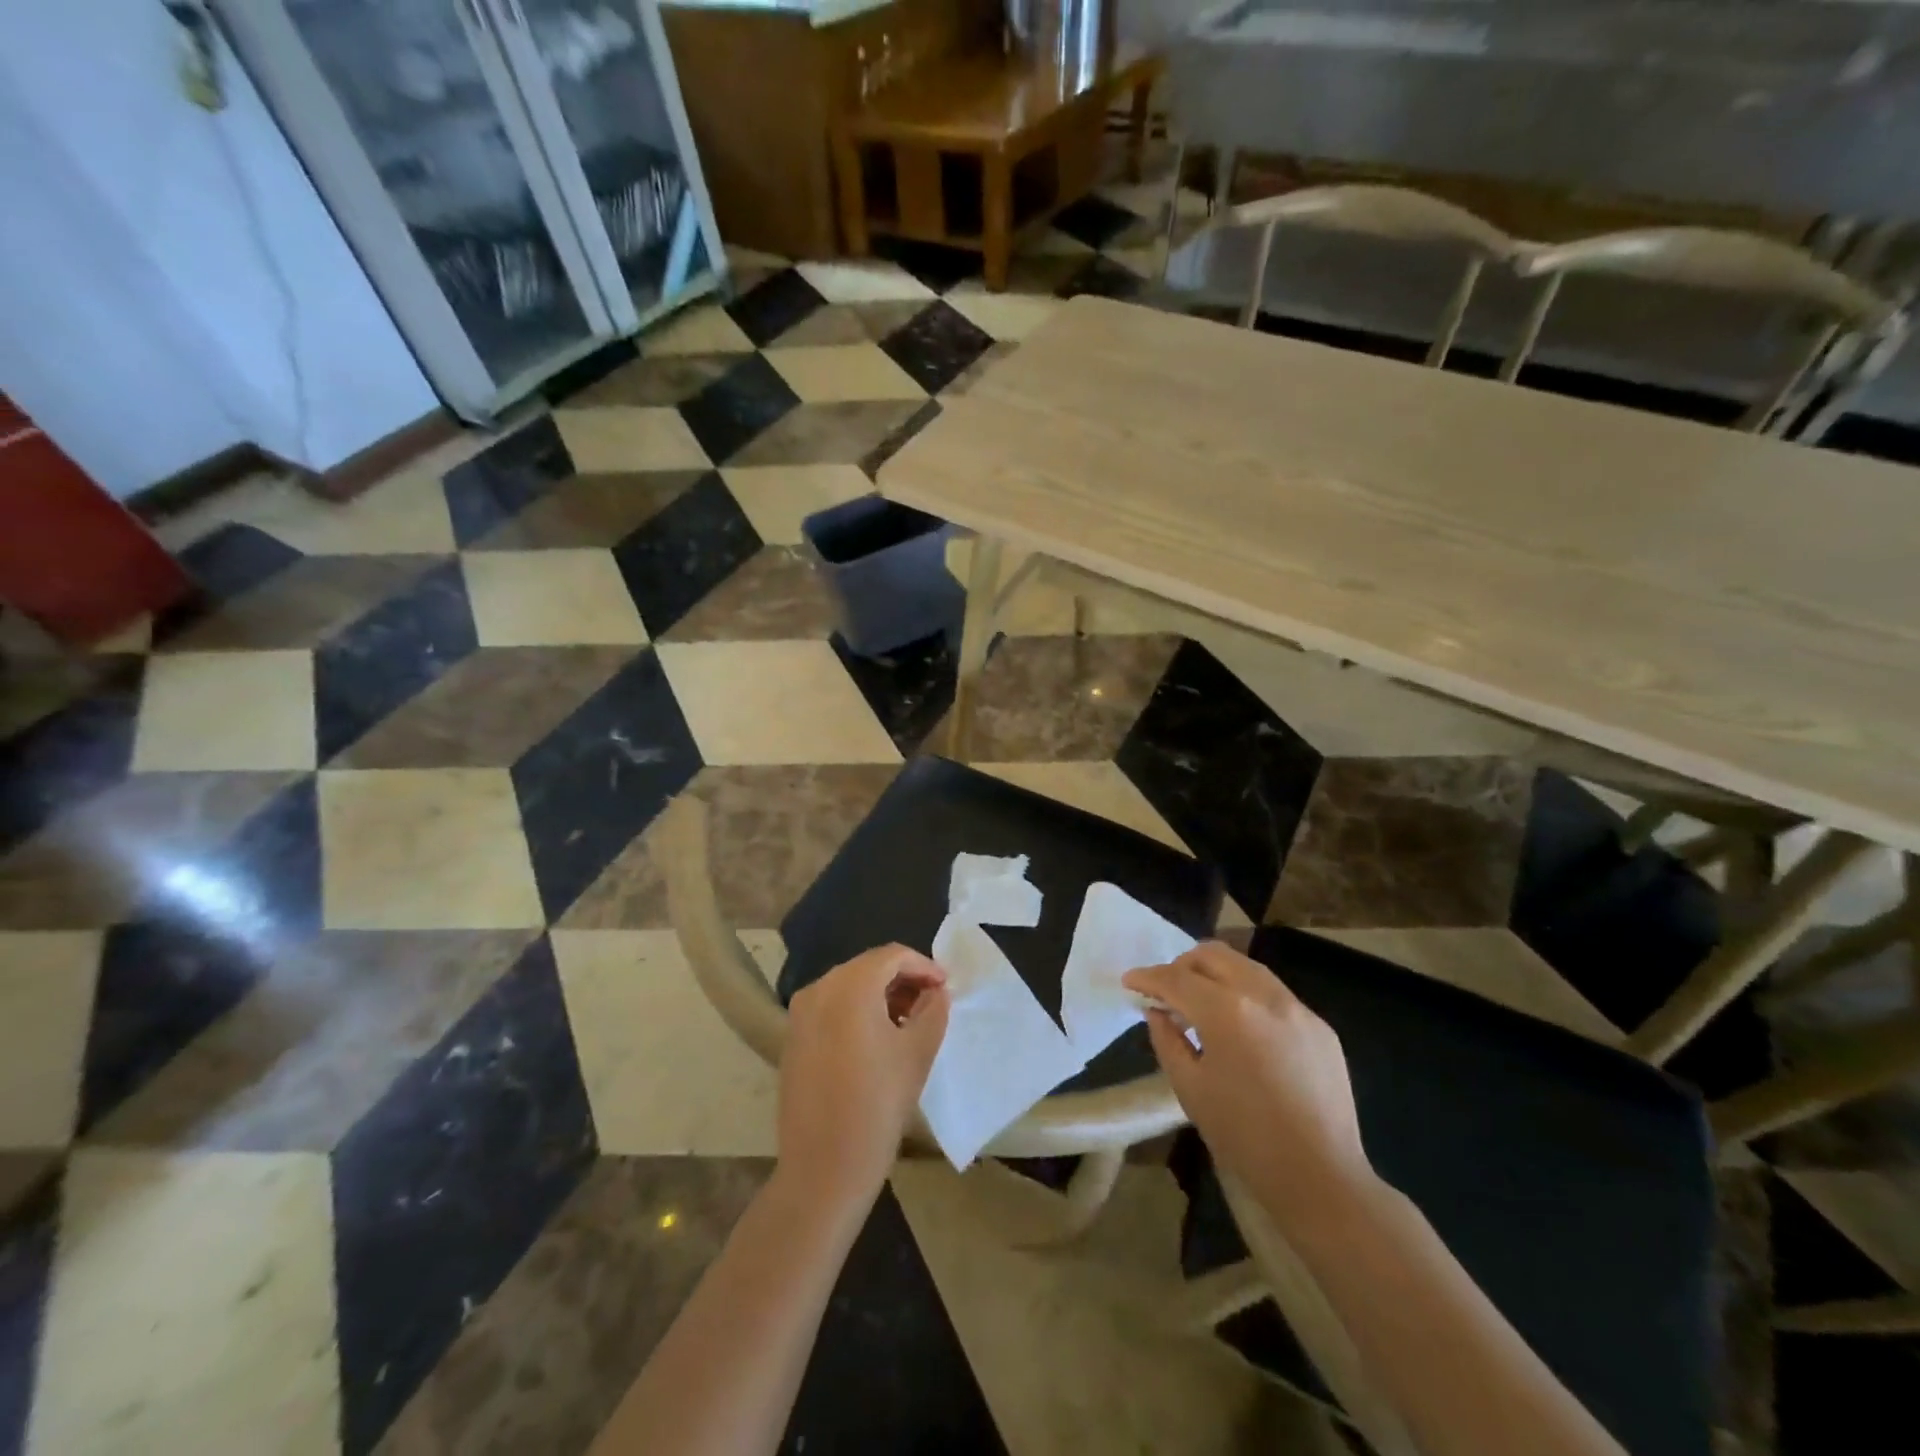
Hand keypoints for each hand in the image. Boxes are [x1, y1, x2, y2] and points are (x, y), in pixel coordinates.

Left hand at [777, 944, 950, 1208]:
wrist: (823, 1168)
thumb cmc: (877, 1105)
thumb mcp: (918, 1052)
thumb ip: (933, 1010)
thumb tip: (936, 992)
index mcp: (849, 986)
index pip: (892, 956)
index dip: (923, 966)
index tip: (945, 987)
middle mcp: (818, 989)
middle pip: (868, 967)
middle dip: (902, 979)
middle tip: (930, 1002)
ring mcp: (800, 1014)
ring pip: (848, 987)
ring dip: (881, 995)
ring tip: (909, 1022)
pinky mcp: (793, 1038)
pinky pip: (831, 1008)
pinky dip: (857, 1011)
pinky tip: (878, 1039)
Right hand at [1125, 942, 1372, 1226]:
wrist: (1321, 1178)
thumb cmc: (1244, 1137)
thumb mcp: (1189, 1089)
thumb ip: (1167, 1040)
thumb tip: (1158, 1013)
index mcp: (1227, 1011)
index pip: (1176, 978)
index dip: (1147, 977)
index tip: (1130, 982)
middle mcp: (1264, 996)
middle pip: (1213, 955)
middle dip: (1182, 965)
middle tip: (1167, 991)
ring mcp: (1297, 1008)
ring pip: (1247, 967)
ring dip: (1216, 975)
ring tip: (1202, 1005)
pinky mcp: (1320, 1027)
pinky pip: (1274, 995)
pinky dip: (1247, 997)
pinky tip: (1243, 1031)